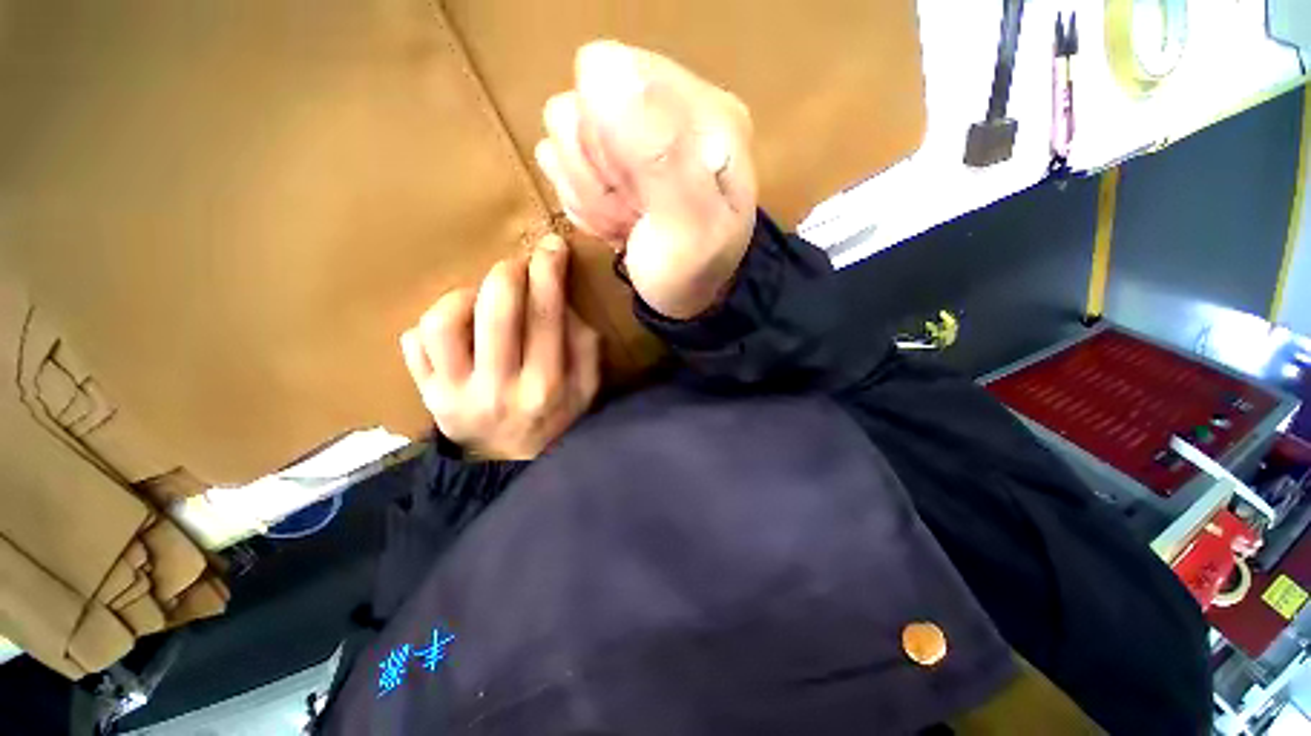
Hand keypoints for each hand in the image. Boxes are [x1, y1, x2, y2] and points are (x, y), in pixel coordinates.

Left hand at [400, 236, 600, 459]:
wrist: (513, 465)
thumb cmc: (557, 420)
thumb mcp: (586, 388)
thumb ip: (583, 345)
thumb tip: (562, 301)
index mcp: (545, 385)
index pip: (545, 315)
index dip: (548, 272)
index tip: (552, 245)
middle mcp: (499, 387)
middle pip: (495, 311)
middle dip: (507, 272)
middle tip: (517, 266)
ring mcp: (455, 393)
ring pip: (443, 322)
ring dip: (464, 295)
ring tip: (481, 300)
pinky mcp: (427, 396)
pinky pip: (412, 343)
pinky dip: (431, 325)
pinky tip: (457, 331)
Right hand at [534, 41, 757, 319]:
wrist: (686, 297)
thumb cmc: (693, 269)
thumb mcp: (690, 224)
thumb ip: (660, 153)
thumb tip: (604, 68)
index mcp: (702, 107)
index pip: (607, 75)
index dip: (605, 142)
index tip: (636, 191)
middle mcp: (668, 105)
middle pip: (579, 108)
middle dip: (597, 177)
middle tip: (635, 214)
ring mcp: (636, 130)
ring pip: (564, 136)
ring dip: (589, 193)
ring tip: (628, 220)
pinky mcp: (612, 155)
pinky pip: (562, 162)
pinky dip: (583, 201)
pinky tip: (615, 220)